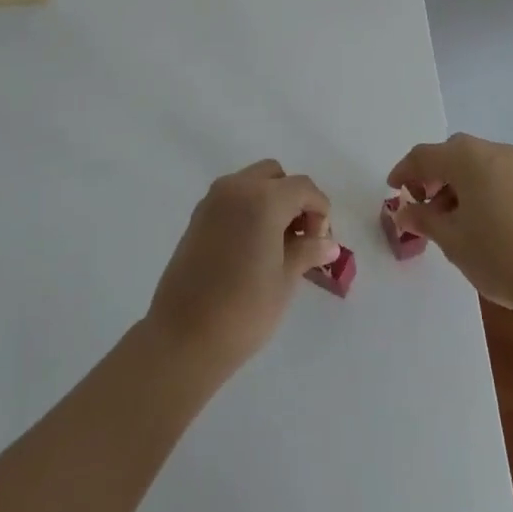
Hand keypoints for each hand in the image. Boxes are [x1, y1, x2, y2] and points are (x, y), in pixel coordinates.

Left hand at [144, 160, 340, 376]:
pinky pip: (232, 197)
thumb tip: (328, 244)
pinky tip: (252, 246)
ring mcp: (213, 199)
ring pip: (252, 182)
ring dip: (270, 201)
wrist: (184, 335)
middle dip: (293, 199)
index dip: (319, 211)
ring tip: (277, 245)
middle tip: (300, 238)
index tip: (321, 244)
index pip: (303, 188)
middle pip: (275, 176)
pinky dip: (249, 208)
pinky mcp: (198, 215)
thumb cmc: (244, 310)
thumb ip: (307, 252)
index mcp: (263, 199)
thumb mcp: (285, 281)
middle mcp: (237, 187)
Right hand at [389, 134, 512, 315]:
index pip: (423, 155)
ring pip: (471, 163)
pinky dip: (473, 187)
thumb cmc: (497, 255)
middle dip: (430, 175)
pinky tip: (471, 218)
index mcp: (466, 157)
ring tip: (445, 217)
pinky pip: (490, 173)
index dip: (404, 172)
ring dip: (452, 182)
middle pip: (449, 154)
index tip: (392, 191)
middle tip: (419, 203)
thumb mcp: (451, 239)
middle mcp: (490, 150)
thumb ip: (422, 219)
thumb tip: (403, 212)